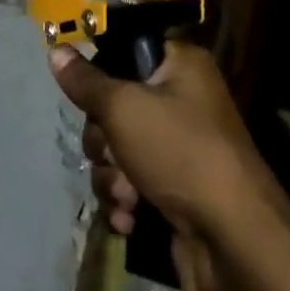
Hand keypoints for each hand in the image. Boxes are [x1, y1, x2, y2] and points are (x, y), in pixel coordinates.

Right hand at [49, 41, 279, 290]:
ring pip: (117, 151)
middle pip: (114, 106)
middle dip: (103, 139)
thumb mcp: (124, 108)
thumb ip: (86, 82)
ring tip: (127, 195)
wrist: (232, 240)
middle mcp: (182, 101)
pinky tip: (131, 219)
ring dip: (112, 176)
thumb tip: (56, 50)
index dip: (102, 71)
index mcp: (181, 66)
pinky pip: (129, 185)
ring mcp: (178, 149)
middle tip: (111, 152)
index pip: (127, 50)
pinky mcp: (172, 192)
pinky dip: (125, 202)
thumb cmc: (180, 153)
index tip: (88, 92)